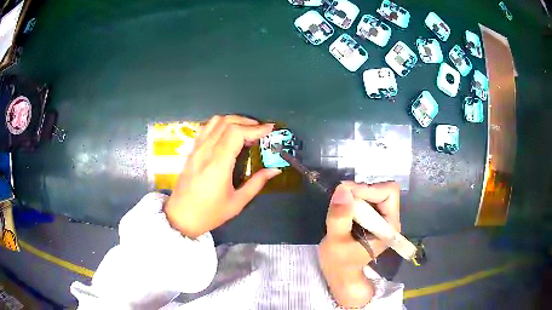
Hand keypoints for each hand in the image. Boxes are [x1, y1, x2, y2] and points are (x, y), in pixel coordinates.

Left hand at [164, 115, 281, 237]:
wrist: (181, 217)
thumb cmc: (210, 213)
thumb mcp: (237, 202)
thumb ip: (257, 183)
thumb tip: (275, 170)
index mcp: (218, 164)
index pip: (236, 133)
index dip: (255, 128)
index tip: (270, 129)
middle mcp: (206, 151)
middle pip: (227, 122)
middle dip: (247, 122)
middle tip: (261, 130)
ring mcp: (196, 149)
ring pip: (215, 122)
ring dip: (233, 120)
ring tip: (246, 130)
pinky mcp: (192, 151)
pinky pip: (206, 129)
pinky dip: (221, 125)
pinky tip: (228, 135)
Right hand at [318, 181, 400, 307]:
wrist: (340, 275)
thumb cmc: (340, 263)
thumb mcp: (336, 242)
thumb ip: (340, 217)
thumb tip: (343, 188)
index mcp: (389, 226)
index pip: (388, 193)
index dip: (369, 189)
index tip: (346, 194)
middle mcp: (389, 219)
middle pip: (382, 190)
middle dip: (361, 190)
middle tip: (340, 197)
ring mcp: (381, 218)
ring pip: (374, 192)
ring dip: (356, 194)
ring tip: (339, 203)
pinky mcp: (372, 218)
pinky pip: (366, 199)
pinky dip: (354, 198)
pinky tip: (342, 208)